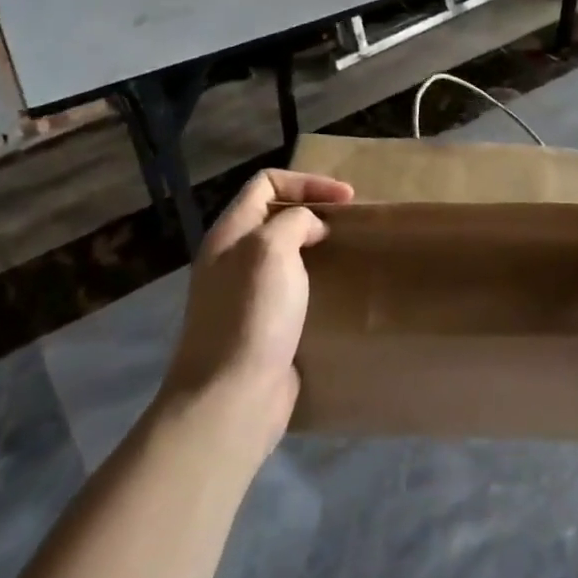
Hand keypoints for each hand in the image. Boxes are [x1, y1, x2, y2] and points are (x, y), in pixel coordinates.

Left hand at [163, 168, 353, 444]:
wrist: (233, 396)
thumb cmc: (252, 314)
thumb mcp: (271, 249)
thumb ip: (293, 221)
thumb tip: (310, 227)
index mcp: (229, 233)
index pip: (266, 183)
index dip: (307, 182)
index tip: (346, 199)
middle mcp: (232, 259)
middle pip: (275, 216)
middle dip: (313, 212)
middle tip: (348, 225)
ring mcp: (245, 295)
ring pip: (286, 253)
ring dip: (317, 248)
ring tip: (348, 254)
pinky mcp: (263, 326)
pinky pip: (292, 289)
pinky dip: (316, 282)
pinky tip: (337, 292)